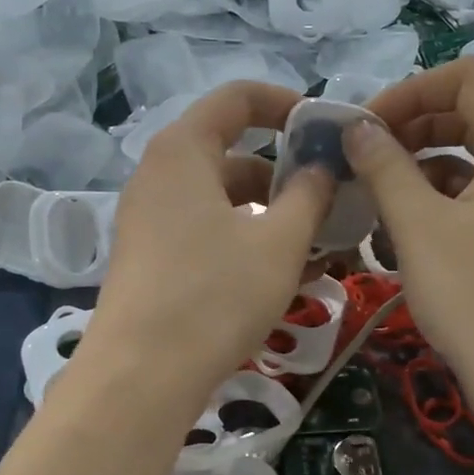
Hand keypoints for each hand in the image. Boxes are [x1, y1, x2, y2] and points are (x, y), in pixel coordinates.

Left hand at [82, 81, 332, 423]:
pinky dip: (244, 242)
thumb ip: (309, 195)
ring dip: (270, 216)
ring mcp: (149, 221)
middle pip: (230, 153)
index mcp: (182, 151)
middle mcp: (158, 176)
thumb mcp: (280, 242)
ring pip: (221, 201)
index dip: (285, 105)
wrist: (143, 375)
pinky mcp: (150, 260)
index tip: (324, 131)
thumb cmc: (216, 295)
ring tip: (317, 250)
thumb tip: (321, 167)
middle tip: (330, 203)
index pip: (236, 98)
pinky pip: (205, 233)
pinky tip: (280, 277)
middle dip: (285, 175)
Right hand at [347, 59, 473, 416]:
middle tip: (364, 161)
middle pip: (471, 113)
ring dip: (422, 167)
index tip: (364, 129)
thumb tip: (357, 128)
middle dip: (412, 128)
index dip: (409, 91)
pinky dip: (441, 200)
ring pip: (473, 158)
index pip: (467, 77)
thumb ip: (385, 167)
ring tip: (377, 201)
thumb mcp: (418, 226)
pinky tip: (406, 233)